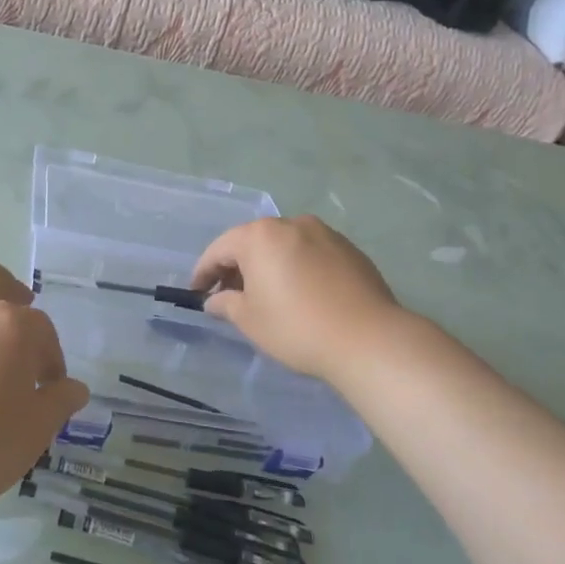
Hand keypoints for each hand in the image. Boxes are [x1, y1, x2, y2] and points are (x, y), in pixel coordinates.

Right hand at [190, 216, 416, 383]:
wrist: (368, 339)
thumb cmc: (296, 327)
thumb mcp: (250, 320)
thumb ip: (226, 304)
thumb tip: (215, 300)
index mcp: (260, 236)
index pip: (220, 249)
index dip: (204, 272)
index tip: (196, 293)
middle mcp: (291, 224)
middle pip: (253, 242)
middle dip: (237, 266)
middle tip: (228, 295)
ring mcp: (325, 234)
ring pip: (284, 245)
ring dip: (269, 265)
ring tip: (266, 294)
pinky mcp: (350, 249)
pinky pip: (310, 253)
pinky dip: (297, 267)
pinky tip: (300, 293)